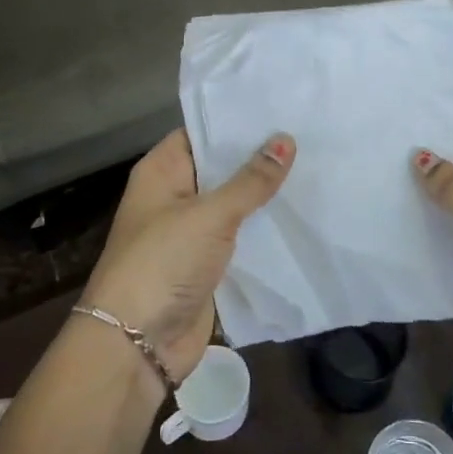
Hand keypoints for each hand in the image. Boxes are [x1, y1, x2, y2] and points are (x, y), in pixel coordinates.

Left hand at [80, 129, 293, 383]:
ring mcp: (191, 232)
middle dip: (259, 158)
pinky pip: (240, 238)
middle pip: (221, 168)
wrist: (136, 345)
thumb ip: (250, 181)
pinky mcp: (207, 264)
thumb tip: (285, 140)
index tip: (281, 109)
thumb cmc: (163, 263)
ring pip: (233, 204)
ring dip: (265, 195)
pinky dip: (264, 230)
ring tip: (316, 169)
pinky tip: (302, 215)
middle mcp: (174, 196)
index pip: (201, 132)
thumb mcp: (210, 216)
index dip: (236, 121)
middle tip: (310, 136)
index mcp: (161, 172)